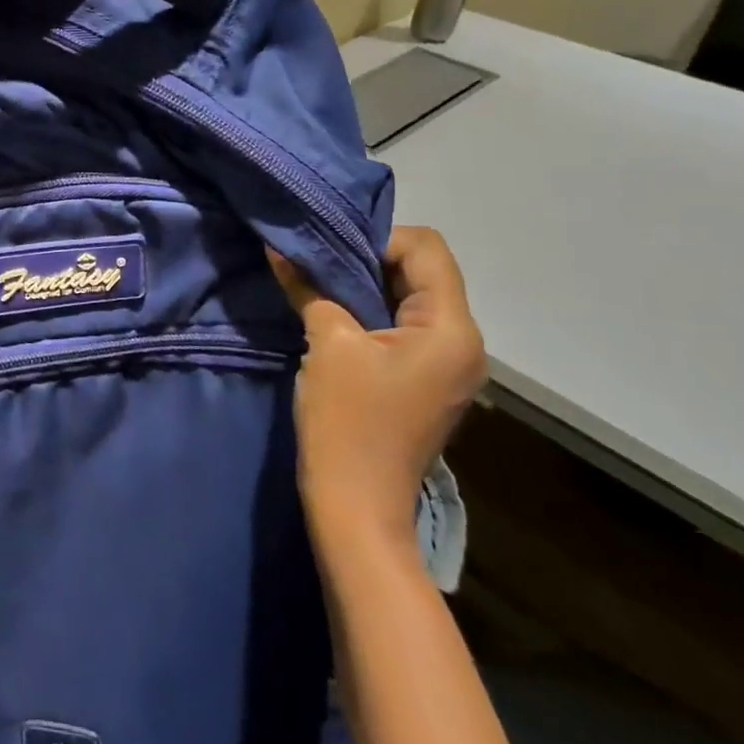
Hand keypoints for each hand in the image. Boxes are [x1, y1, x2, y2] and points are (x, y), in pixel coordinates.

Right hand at [268, 227, 485, 549]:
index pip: (426, 248)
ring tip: (320, 288)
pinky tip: (335, 317)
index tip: (329, 254)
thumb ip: (309, 286)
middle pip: (423, 270)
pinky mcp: (428, 379)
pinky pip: (406, 325)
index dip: (376, 239)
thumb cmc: (347, 420)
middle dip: (368, 260)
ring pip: (412, 297)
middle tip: (317, 264)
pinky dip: (371, 312)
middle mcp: (464, 341)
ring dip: (366, 286)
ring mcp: (449, 363)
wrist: (356, 504)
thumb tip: (280, 247)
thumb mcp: (327, 343)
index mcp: (451, 329)